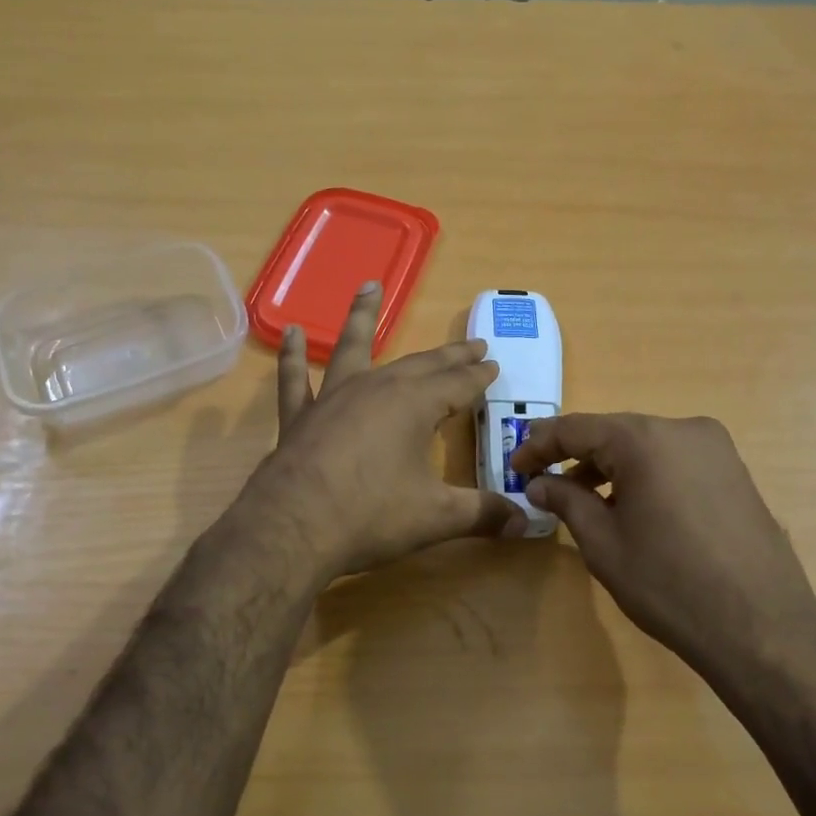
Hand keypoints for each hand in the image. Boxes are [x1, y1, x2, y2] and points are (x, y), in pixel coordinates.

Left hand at [244, 282, 526, 579]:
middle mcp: (376, 388)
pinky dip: (293, 356)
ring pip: (352, 348)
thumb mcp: (436, 517)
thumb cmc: (371, 516)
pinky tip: (290, 332)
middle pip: (420, 364)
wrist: (294, 528)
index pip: (458, 384)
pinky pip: (295, 378)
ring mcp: (333, 398)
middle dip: (449, 355)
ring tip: (369, 286)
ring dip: (363, 317)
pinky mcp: (299, 416)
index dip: (478, 376)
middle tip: (472, 344)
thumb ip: (483, 515)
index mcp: (414, 405)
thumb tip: (526, 523)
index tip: (494, 365)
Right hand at [510, 413, 815, 671]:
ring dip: (609, 467)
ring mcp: (716, 449)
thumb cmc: (668, 583)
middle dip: (574, 456)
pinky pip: (674, 461)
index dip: (538, 445)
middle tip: (543, 482)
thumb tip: (539, 483)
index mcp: (645, 439)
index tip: (514, 467)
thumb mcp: (603, 543)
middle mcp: (683, 429)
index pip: (576, 428)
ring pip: (645, 446)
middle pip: (613, 433)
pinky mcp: (735, 472)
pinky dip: (644, 475)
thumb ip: (566, 501)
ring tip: (583, 501)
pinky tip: (631, 507)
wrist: (761, 628)